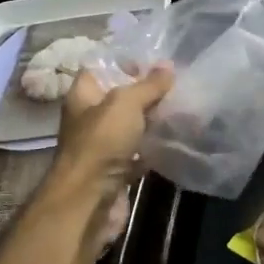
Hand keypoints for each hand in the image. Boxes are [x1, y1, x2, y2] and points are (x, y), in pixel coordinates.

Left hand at [46, 65, 173, 248]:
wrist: (89, 201)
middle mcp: (89, 119)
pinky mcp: (116, 171)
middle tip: (176, 84)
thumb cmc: (101, 142)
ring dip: (152, 121)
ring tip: (181, 107)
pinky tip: (175, 139)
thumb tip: (168, 65)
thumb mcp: (126, 103)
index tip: (154, 62)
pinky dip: (153, 148)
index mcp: (83, 96)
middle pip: (119, 98)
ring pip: (130, 127)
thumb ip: (148, 85)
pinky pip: (138, 154)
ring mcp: (102, 147)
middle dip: (145, 92)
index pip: (100, 68)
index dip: (124, 62)